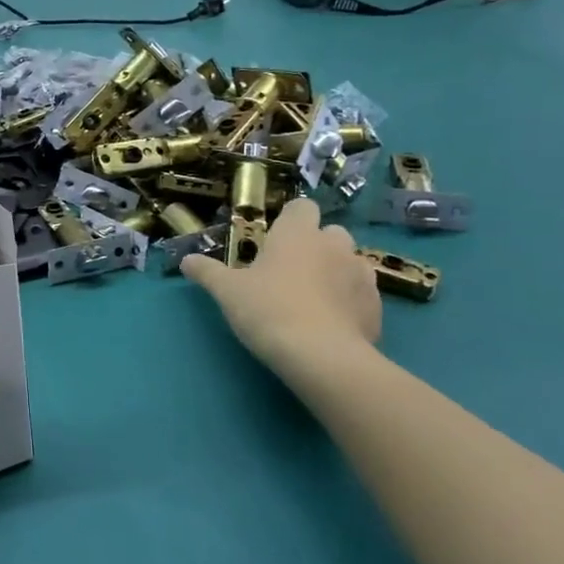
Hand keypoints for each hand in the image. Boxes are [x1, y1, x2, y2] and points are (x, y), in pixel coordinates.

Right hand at [182, 199, 380, 374]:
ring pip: (350, 263)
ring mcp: (362, 275)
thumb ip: (207, 272)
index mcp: (298, 233)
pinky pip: (362, 295)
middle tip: (291, 272)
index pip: (302, 207)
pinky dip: (349, 303)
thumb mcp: (227, 291)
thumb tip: (186, 260)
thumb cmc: (268, 310)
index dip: (291, 220)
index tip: (275, 239)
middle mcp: (335, 245)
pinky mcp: (377, 307)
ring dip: (336, 273)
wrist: (321, 356)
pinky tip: (331, 324)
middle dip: (316, 246)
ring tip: (313, 299)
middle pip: (331, 233)